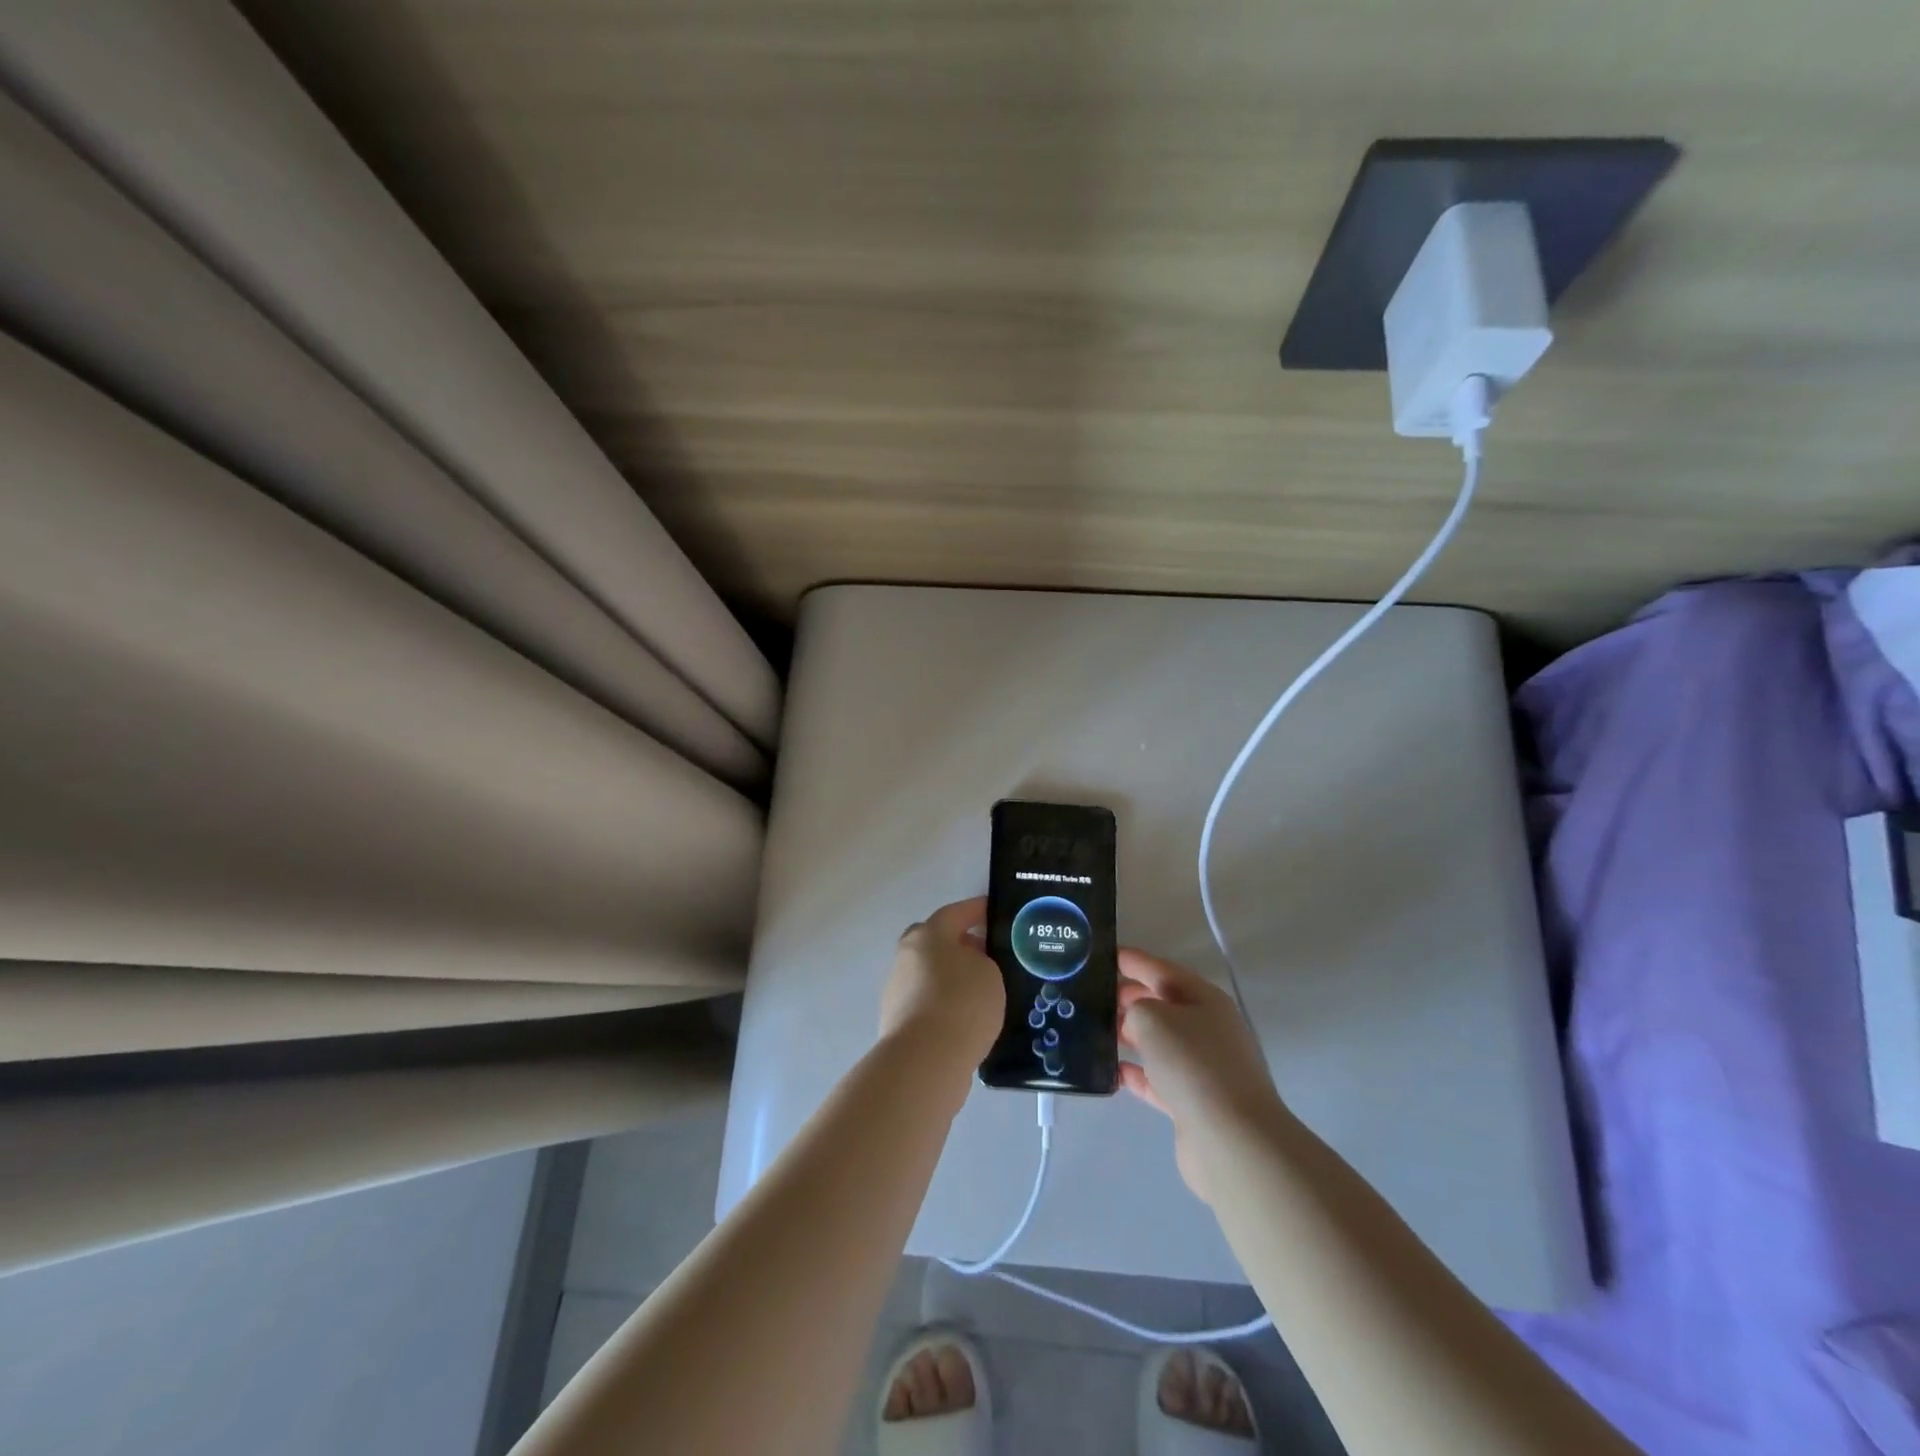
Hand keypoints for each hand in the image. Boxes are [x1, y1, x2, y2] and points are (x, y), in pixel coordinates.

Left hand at [880, 896, 1004, 1068]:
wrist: (925, 1060)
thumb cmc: (962, 1003)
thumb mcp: (989, 973)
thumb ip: (982, 960)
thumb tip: (969, 964)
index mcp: (929, 934)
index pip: (956, 912)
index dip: (977, 910)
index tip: (994, 911)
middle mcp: (907, 955)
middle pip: (936, 942)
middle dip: (960, 944)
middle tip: (986, 955)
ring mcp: (898, 988)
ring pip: (930, 973)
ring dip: (951, 977)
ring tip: (981, 992)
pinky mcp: (897, 1019)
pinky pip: (927, 1001)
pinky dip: (944, 1004)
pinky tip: (965, 1018)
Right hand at [1119, 948, 1287, 1203]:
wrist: (1232, 1140)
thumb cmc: (1193, 1063)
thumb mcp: (1153, 1018)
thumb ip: (1135, 1007)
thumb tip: (1133, 1020)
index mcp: (1205, 999)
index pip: (1161, 970)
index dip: (1132, 960)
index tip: (1102, 955)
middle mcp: (1208, 1029)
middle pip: (1162, 1005)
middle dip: (1128, 998)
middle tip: (1090, 995)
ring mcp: (1203, 1068)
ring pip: (1159, 1042)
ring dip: (1130, 1036)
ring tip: (1094, 1031)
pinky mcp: (1193, 1103)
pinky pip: (1158, 1080)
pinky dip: (1136, 1074)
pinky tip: (1111, 1072)